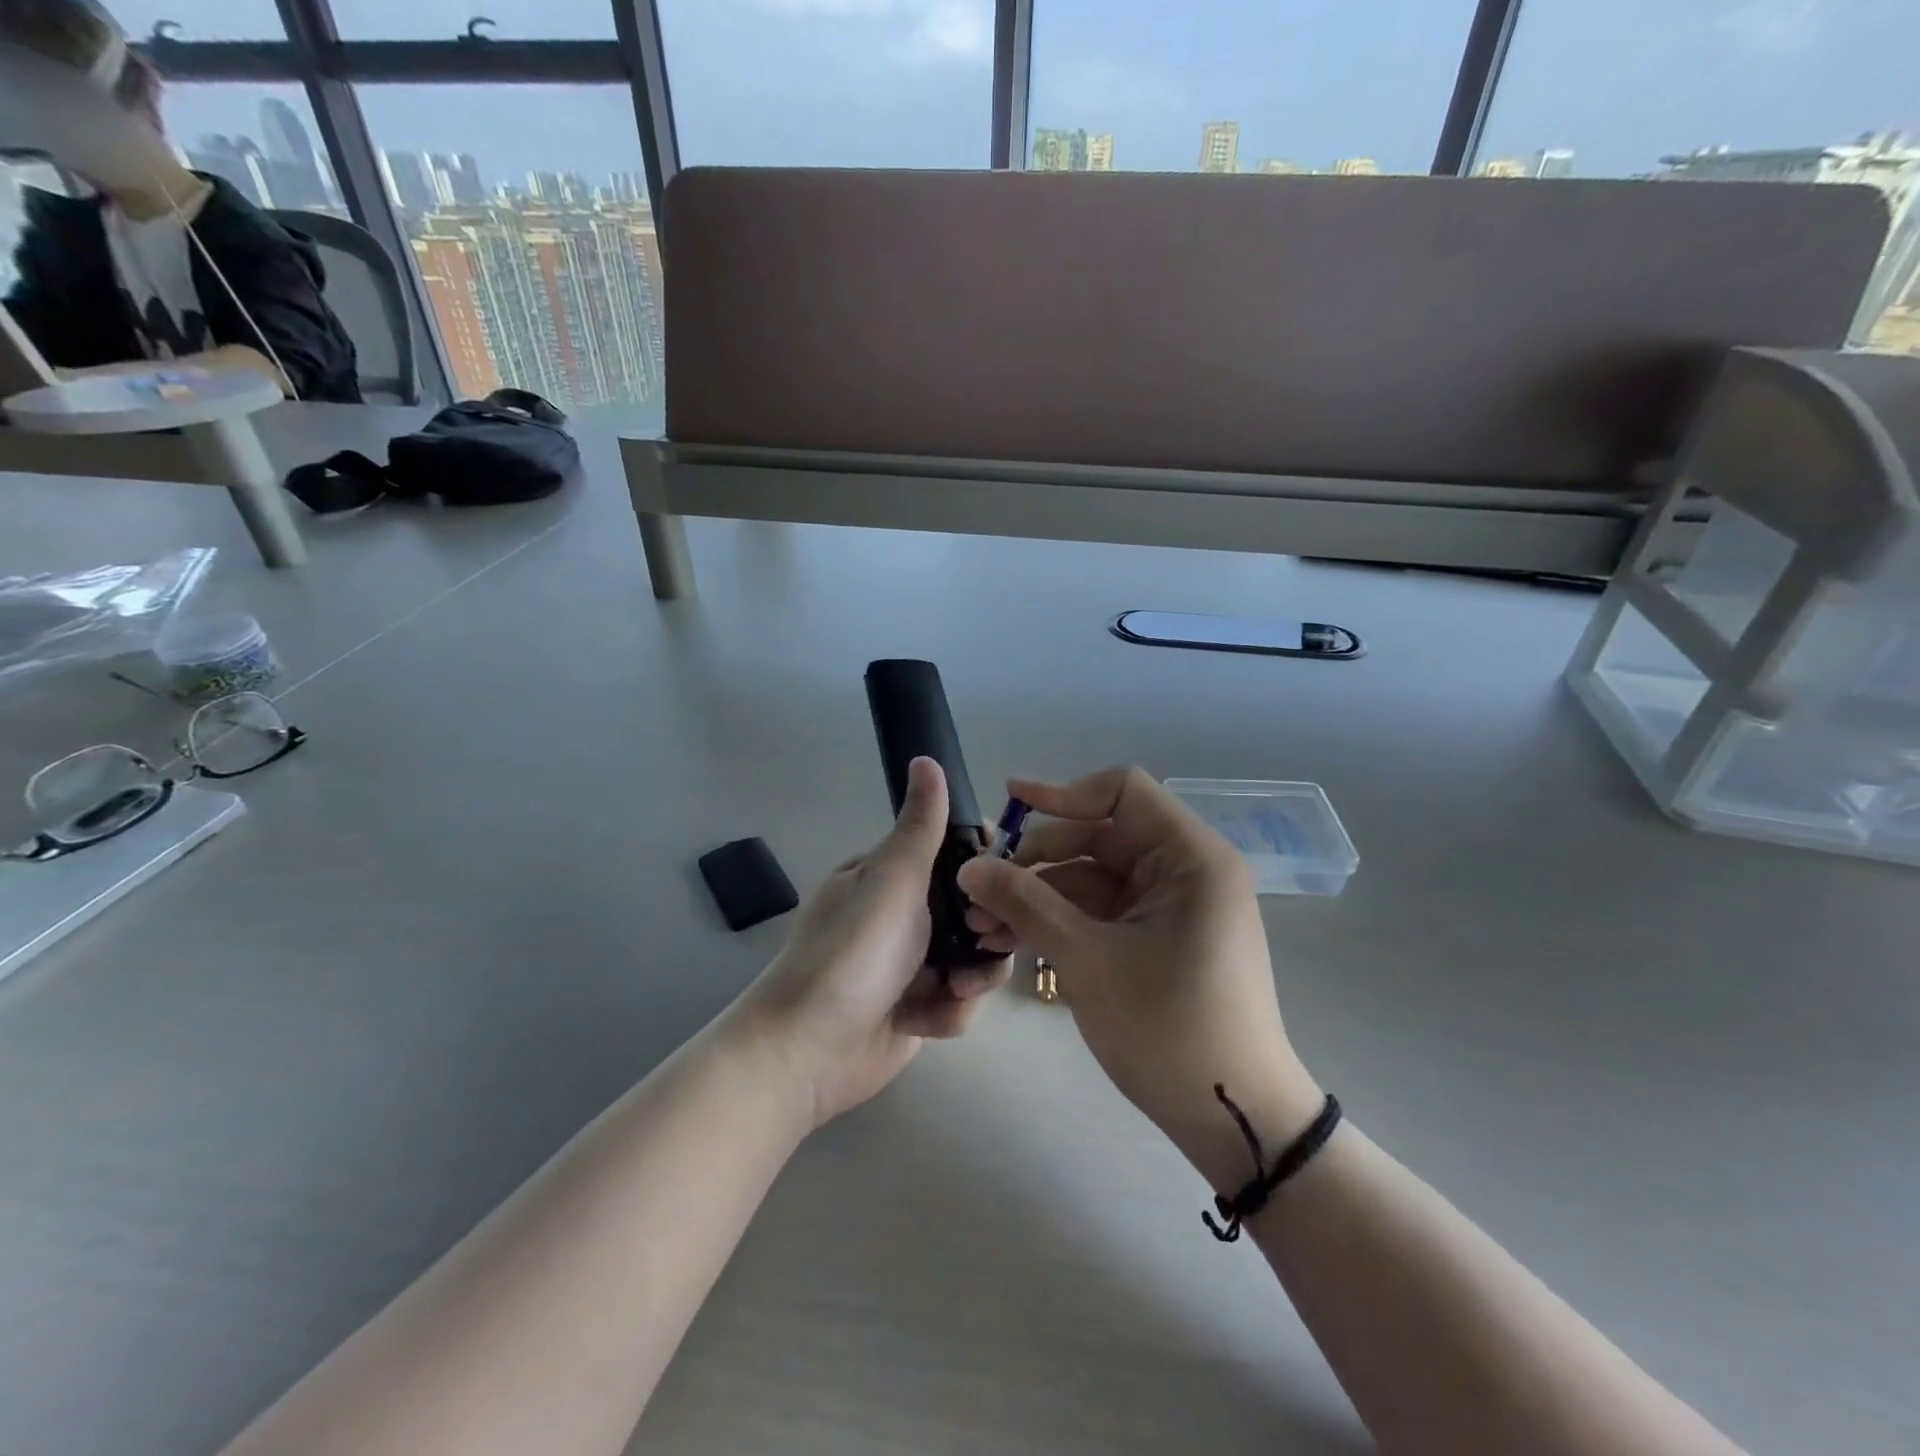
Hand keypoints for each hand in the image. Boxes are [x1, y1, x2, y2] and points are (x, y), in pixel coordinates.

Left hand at [729, 757, 1009, 1128]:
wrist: (808, 1051)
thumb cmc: (852, 953)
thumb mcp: (891, 880)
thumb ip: (920, 825)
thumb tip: (926, 757)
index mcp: (892, 876)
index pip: (955, 854)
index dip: (988, 864)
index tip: (1007, 878)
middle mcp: (905, 915)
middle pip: (976, 910)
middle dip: (989, 929)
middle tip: (987, 939)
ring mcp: (912, 963)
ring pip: (976, 957)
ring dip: (974, 977)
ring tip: (955, 990)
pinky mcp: (919, 1009)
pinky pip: (959, 1000)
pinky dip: (950, 1013)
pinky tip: (926, 1022)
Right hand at [957, 767, 1322, 1191]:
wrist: (1231, 1118)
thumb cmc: (1170, 1029)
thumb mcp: (1088, 960)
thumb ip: (1026, 904)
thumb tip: (969, 867)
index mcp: (1190, 857)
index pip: (1123, 791)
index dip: (1063, 792)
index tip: (1009, 804)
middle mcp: (1184, 870)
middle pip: (1099, 836)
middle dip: (1035, 860)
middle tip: (979, 890)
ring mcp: (1170, 906)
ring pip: (1092, 878)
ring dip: (1038, 895)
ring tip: (982, 925)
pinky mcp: (1156, 937)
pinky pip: (1100, 911)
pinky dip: (1059, 921)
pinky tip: (1011, 941)